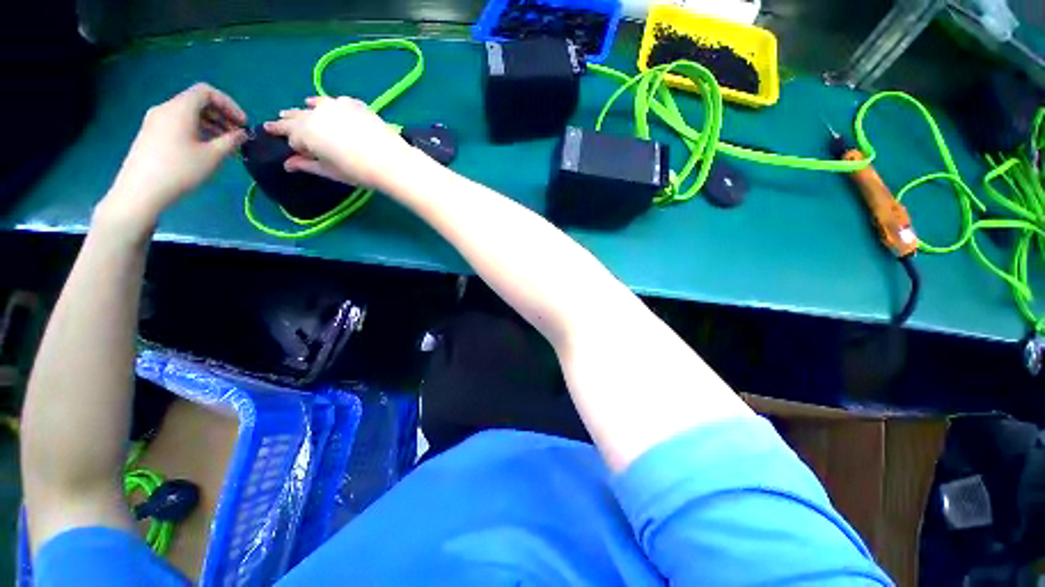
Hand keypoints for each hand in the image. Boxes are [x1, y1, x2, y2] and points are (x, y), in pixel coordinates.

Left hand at [101, 83, 247, 227]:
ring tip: (224, 144)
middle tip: (237, 135)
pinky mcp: (150, 134)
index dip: (229, 104)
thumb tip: (241, 134)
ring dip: (209, 124)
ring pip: (187, 114)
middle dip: (220, 115)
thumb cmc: (180, 170)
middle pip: (197, 102)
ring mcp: (155, 121)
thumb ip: (231, 141)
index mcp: (180, 108)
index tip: (243, 123)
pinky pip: (178, 124)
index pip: (207, 92)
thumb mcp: (213, 156)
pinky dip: (196, 130)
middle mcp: (165, 108)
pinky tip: (204, 149)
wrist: (140, 191)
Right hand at [263, 96, 414, 189]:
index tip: (282, 141)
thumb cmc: (359, 171)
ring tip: (296, 112)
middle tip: (276, 123)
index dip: (290, 142)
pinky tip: (320, 104)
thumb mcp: (331, 171)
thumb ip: (308, 165)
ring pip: (313, 106)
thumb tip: (288, 165)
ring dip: (303, 110)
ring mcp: (335, 106)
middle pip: (297, 117)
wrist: (391, 161)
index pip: (290, 135)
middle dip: (287, 121)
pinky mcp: (353, 104)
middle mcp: (315, 114)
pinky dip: (324, 103)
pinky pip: (333, 101)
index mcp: (306, 133)